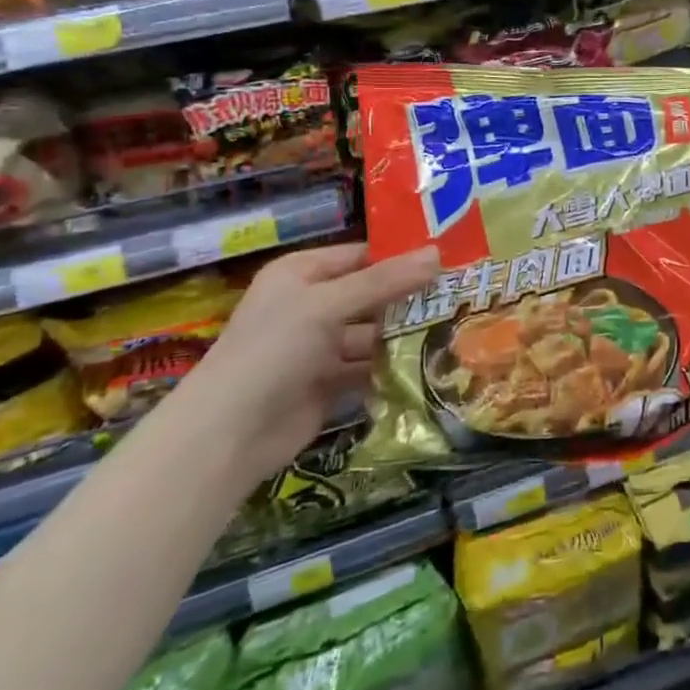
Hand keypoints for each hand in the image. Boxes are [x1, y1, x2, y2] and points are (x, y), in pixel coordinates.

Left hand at [168, 242, 440, 487]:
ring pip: (372, 333)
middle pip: (370, 294)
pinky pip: (367, 367)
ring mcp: (318, 346)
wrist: (228, 435)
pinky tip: (430, 364)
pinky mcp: (328, 383)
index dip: (402, 256)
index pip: (362, 255)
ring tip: (456, 329)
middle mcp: (310, 304)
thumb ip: (384, 281)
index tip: (450, 259)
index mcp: (301, 273)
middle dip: (410, 297)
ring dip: (405, 334)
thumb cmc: (273, 350)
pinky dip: (392, 367)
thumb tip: (437, 253)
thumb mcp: (328, 305)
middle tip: (462, 294)